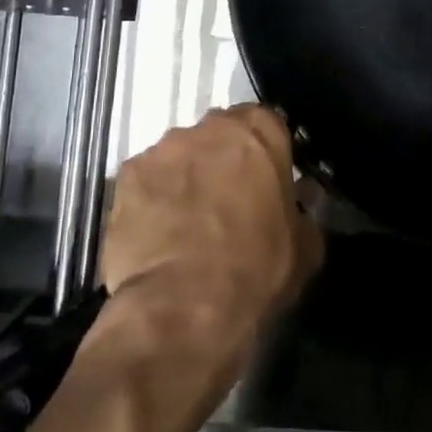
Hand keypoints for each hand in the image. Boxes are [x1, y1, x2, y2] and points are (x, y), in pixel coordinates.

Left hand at [101, 105, 323, 350]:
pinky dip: (152, 199)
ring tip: (186, 222)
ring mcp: (162, 149)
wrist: (184, 308)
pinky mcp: (125, 177)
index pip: (267, 124)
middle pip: (219, 135)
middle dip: (223, 160)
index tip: (266, 181)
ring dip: (186, 178)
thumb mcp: (306, 246)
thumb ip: (303, 211)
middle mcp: (209, 127)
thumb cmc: (257, 270)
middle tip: (227, 201)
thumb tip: (301, 205)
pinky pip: (145, 181)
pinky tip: (156, 234)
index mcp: (259, 132)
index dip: (266, 154)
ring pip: (179, 156)